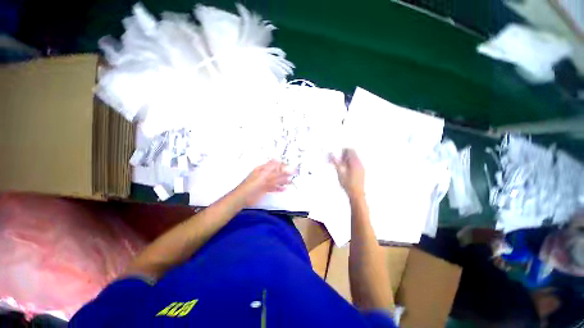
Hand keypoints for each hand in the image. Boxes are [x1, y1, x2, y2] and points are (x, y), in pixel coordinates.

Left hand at [237, 160, 290, 205]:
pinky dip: (279, 188)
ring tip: (290, 181)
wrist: (243, 198)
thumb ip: (271, 169)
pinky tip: (284, 189)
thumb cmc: (252, 185)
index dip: (282, 165)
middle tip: (293, 174)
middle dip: (284, 173)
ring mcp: (264, 183)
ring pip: (275, 180)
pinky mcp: (264, 190)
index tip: (291, 167)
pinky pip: (273, 188)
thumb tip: (278, 160)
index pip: (274, 165)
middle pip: (276, 173)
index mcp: (262, 169)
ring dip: (283, 181)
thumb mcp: (262, 176)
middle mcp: (264, 175)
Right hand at [330, 148, 364, 198]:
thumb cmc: (348, 184)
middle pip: (353, 154)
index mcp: (355, 162)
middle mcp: (359, 163)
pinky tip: (346, 171)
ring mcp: (361, 168)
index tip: (338, 155)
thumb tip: (331, 155)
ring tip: (341, 167)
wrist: (356, 194)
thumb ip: (335, 162)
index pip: (350, 150)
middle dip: (344, 156)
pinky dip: (350, 164)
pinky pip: (356, 164)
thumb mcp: (339, 172)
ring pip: (354, 159)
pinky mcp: (361, 172)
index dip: (343, 151)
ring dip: (347, 160)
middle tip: (338, 161)